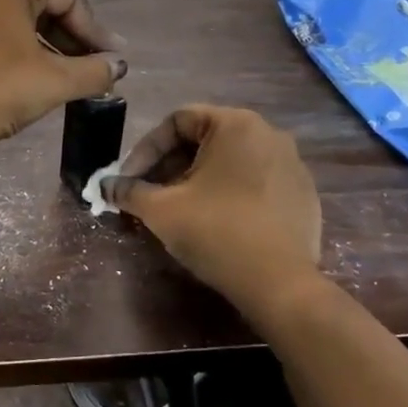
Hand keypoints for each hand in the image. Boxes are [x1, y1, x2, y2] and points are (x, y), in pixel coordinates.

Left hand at [0, 0, 126, 149]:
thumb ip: (94, 71)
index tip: (109, 61)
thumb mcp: (55, 81)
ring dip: (48, 50)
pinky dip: (20, 56)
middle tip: (93, 70)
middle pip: (43, 7)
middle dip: (73, 40)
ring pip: (19, 25)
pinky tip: (31, 83)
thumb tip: (117, 66)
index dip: (95, 29)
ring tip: (67, 81)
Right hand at [100, 106, 322, 317]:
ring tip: (177, 210)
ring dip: (196, 180)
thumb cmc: (216, 232)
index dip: (145, 149)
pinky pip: (255, 183)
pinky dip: (228, 194)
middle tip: (148, 195)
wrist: (280, 285)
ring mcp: (292, 165)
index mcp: (236, 125)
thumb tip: (105, 186)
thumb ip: (129, 191)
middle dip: (169, 166)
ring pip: (229, 162)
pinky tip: (214, 223)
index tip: (129, 180)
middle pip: (204, 140)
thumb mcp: (161, 210)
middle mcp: (269, 134)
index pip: (178, 121)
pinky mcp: (303, 195)